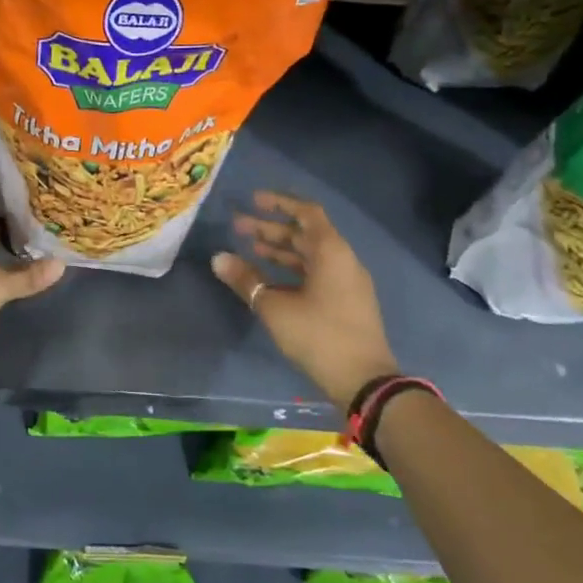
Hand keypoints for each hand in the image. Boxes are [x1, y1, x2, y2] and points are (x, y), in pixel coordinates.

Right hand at [212, 191, 397, 411]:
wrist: (364, 381)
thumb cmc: (318, 335)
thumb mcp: (275, 307)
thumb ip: (246, 280)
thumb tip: (218, 258)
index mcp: (331, 252)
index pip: (307, 213)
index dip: (279, 203)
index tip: (253, 201)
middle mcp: (343, 260)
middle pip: (306, 234)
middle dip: (272, 228)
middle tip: (239, 226)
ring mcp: (347, 283)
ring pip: (310, 255)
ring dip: (281, 249)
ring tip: (250, 247)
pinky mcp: (346, 302)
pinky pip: (316, 273)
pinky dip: (292, 269)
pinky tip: (269, 278)